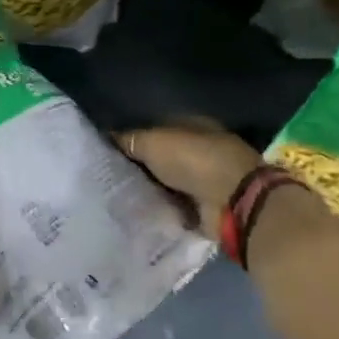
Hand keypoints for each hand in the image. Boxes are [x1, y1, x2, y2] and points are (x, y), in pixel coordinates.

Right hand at [119, 121, 264, 231]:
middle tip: (106, 176)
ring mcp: (204, 180)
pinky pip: (173, 206)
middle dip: (138, 166)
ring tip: (115, 196)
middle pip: (161, 157)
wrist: (232, 202)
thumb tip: (106, 136)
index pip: (156, 128)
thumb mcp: (153, 142)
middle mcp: (199, 150)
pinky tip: (135, 213)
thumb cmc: (194, 160)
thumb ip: (129, 139)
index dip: (133, 137)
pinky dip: (160, 210)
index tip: (108, 151)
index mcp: (192, 125)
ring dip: (148, 189)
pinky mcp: (204, 208)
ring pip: (166, 183)